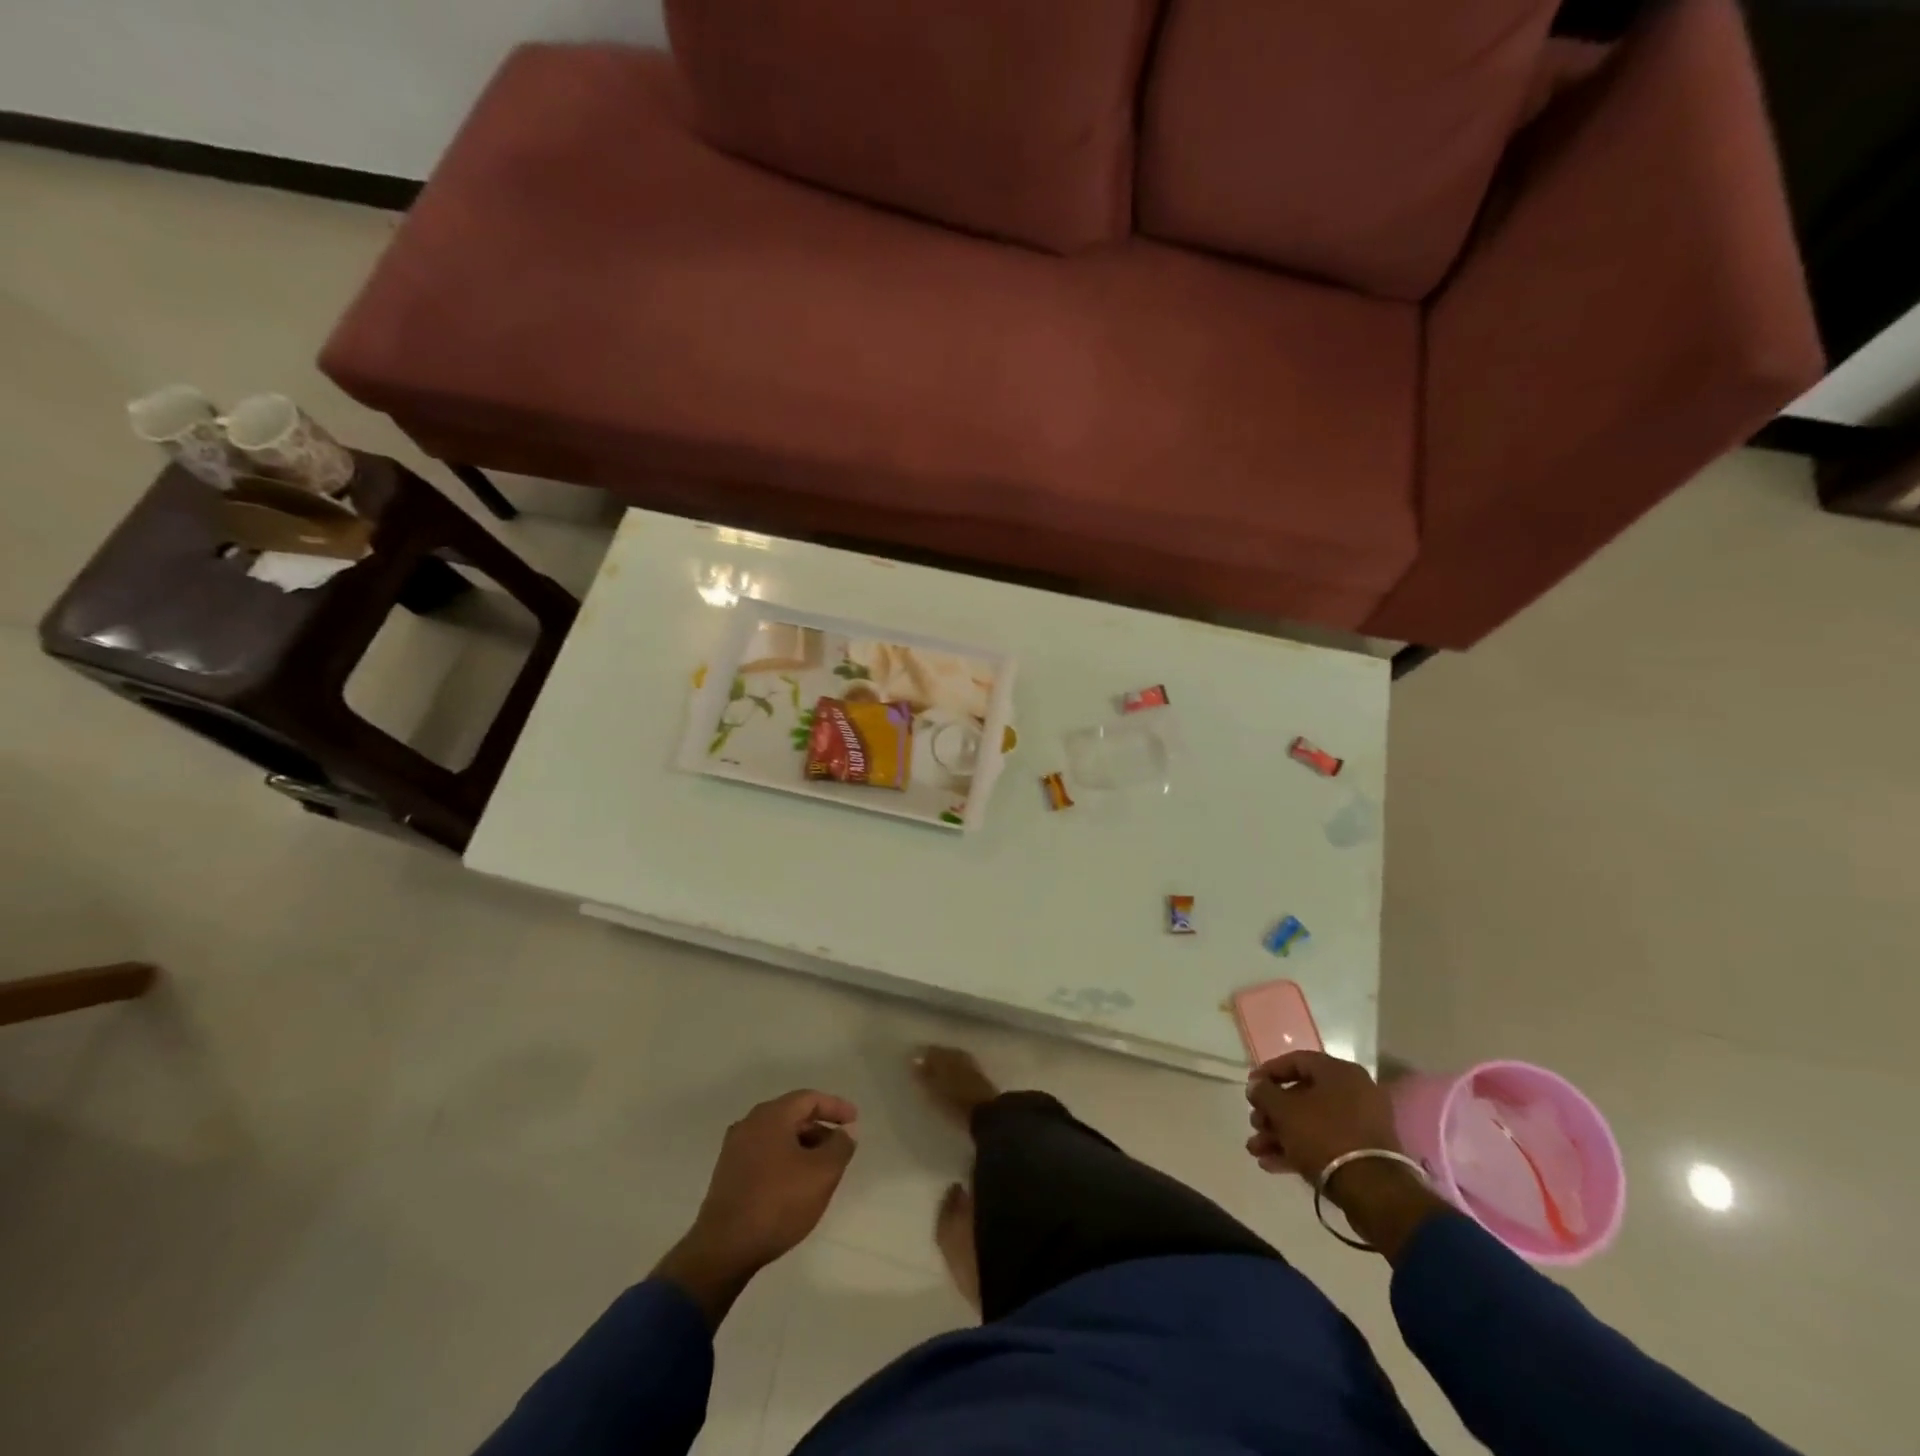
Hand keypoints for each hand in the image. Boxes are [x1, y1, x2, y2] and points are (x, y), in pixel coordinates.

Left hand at [654, 1090, 858, 1327]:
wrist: (723, 1249)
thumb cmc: (778, 1203)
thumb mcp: (822, 1174)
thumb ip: (840, 1147)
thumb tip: (845, 1132)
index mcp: (771, 1116)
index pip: (809, 1098)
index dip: (835, 1107)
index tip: (854, 1121)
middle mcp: (750, 1124)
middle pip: (792, 1115)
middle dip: (819, 1129)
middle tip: (839, 1147)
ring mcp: (734, 1149)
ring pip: (777, 1136)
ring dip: (802, 1146)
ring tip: (820, 1168)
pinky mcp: (727, 1174)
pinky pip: (764, 1154)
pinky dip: (784, 1160)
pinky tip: (794, 1184)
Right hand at [1246, 1051, 1446, 1261]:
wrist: (1373, 1192)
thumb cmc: (1324, 1136)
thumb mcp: (1284, 1110)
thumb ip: (1264, 1092)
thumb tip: (1256, 1085)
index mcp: (1340, 1072)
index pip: (1296, 1061)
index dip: (1268, 1072)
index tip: (1250, 1088)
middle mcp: (1354, 1092)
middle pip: (1302, 1095)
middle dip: (1272, 1112)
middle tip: (1254, 1124)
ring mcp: (1361, 1124)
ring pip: (1311, 1122)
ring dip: (1280, 1134)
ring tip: (1256, 1150)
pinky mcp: (1363, 1152)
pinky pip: (1325, 1142)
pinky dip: (1299, 1149)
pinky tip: (1271, 1164)